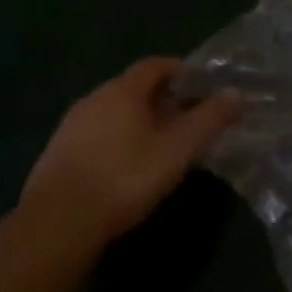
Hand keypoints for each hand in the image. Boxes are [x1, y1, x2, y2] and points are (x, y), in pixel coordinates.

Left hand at [21, 57, 241, 246]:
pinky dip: (117, 140)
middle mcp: (94, 98)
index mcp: (123, 90)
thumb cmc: (125, 178)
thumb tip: (235, 93)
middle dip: (163, 99)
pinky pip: (96, 134)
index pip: (156, 64)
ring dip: (139, 121)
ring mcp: (70, 126)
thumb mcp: (178, 149)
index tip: (202, 86)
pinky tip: (126, 167)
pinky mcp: (56, 155)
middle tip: (187, 119)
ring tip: (161, 145)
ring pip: (114, 112)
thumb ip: (209, 119)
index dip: (181, 71)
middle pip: (134, 88)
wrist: (56, 226)